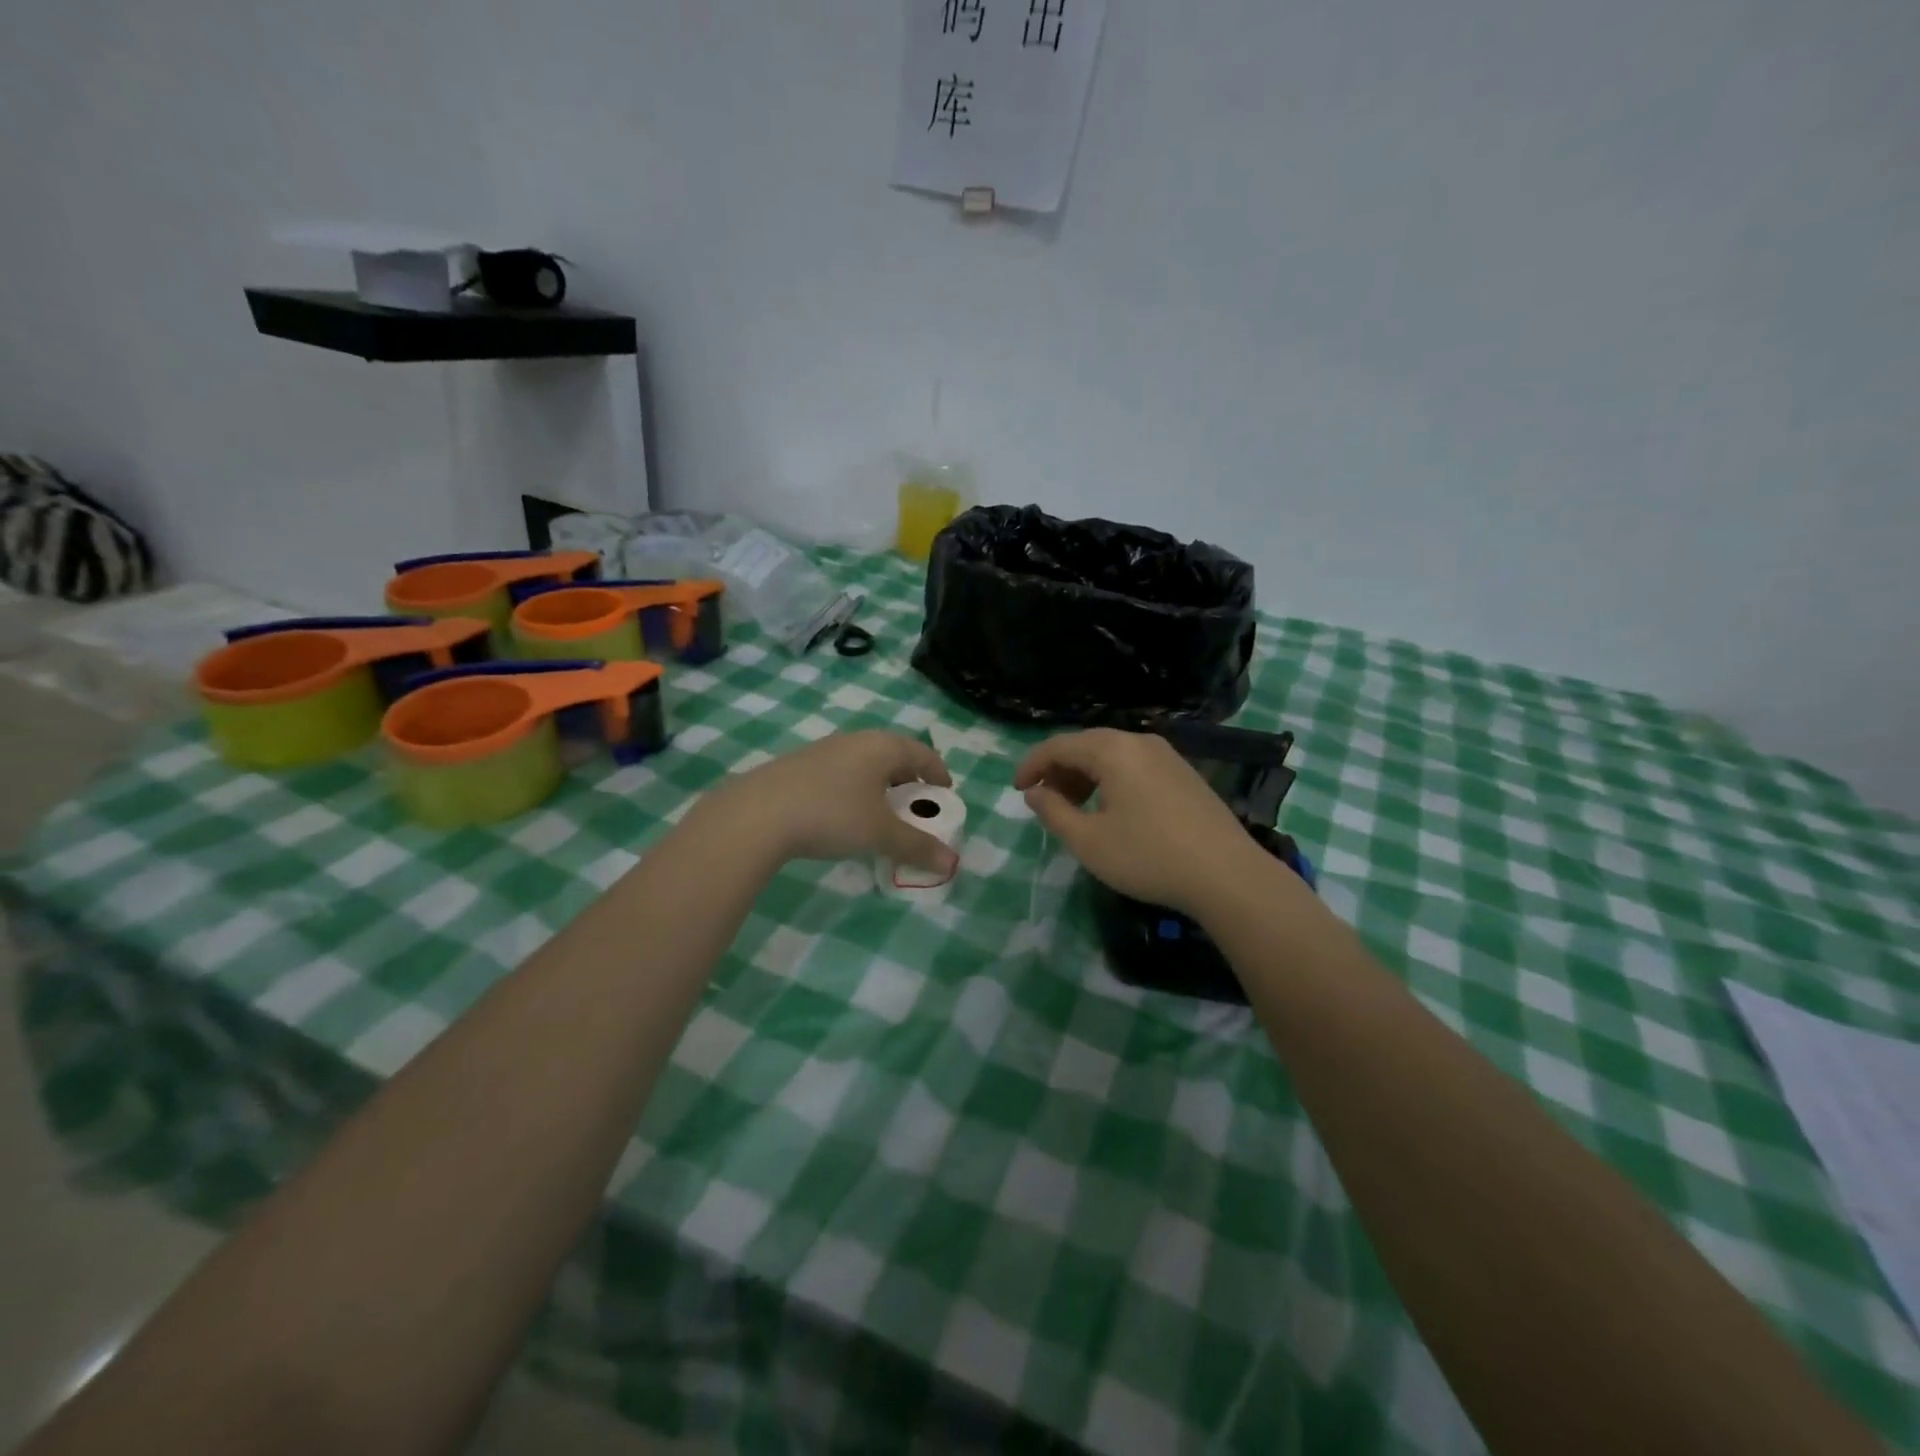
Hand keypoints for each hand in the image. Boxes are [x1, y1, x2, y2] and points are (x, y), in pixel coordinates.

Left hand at [706, 731, 957, 874]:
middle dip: (908, 780)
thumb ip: (917, 846)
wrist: (757, 814)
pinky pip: (839, 773)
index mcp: (881, 747)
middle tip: (915, 805)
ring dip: (879, 785)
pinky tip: (843, 815)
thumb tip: (951, 864)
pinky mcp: (797, 766)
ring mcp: (822, 750)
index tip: (945, 793)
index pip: (921, 752)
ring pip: (863, 763)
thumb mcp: (880, 834)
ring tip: (881, 813)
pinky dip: (853, 790)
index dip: (938, 772)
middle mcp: (854, 740)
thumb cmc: (832, 815)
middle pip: (892, 754)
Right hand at [1014, 728, 1266, 915]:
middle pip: (1086, 745)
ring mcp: (1167, 756)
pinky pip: (1135, 765)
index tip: (1017, 790)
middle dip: (1059, 770)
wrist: (1227, 875)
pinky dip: (1112, 780)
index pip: (1059, 745)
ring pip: (1112, 755)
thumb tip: (1035, 793)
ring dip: (1085, 776)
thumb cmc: (1148, 856)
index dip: (1032, 765)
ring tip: (1075, 808)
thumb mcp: (1089, 841)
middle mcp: (1140, 742)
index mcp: (1113, 750)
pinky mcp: (1184, 773)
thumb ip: (1053, 812)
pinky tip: (1112, 810)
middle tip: (1044, 801)